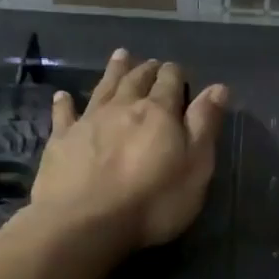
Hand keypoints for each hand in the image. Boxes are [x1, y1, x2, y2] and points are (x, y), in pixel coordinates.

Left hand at [31, 49, 228, 250]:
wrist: (85, 223)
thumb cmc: (152, 201)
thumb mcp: (195, 167)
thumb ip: (205, 125)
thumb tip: (218, 88)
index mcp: (159, 113)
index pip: (170, 82)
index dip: (175, 74)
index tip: (177, 71)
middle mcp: (123, 107)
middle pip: (137, 80)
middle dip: (147, 69)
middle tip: (151, 61)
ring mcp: (88, 121)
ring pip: (104, 88)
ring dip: (113, 71)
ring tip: (120, 56)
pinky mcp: (61, 141)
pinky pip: (64, 115)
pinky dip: (65, 103)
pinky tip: (63, 96)